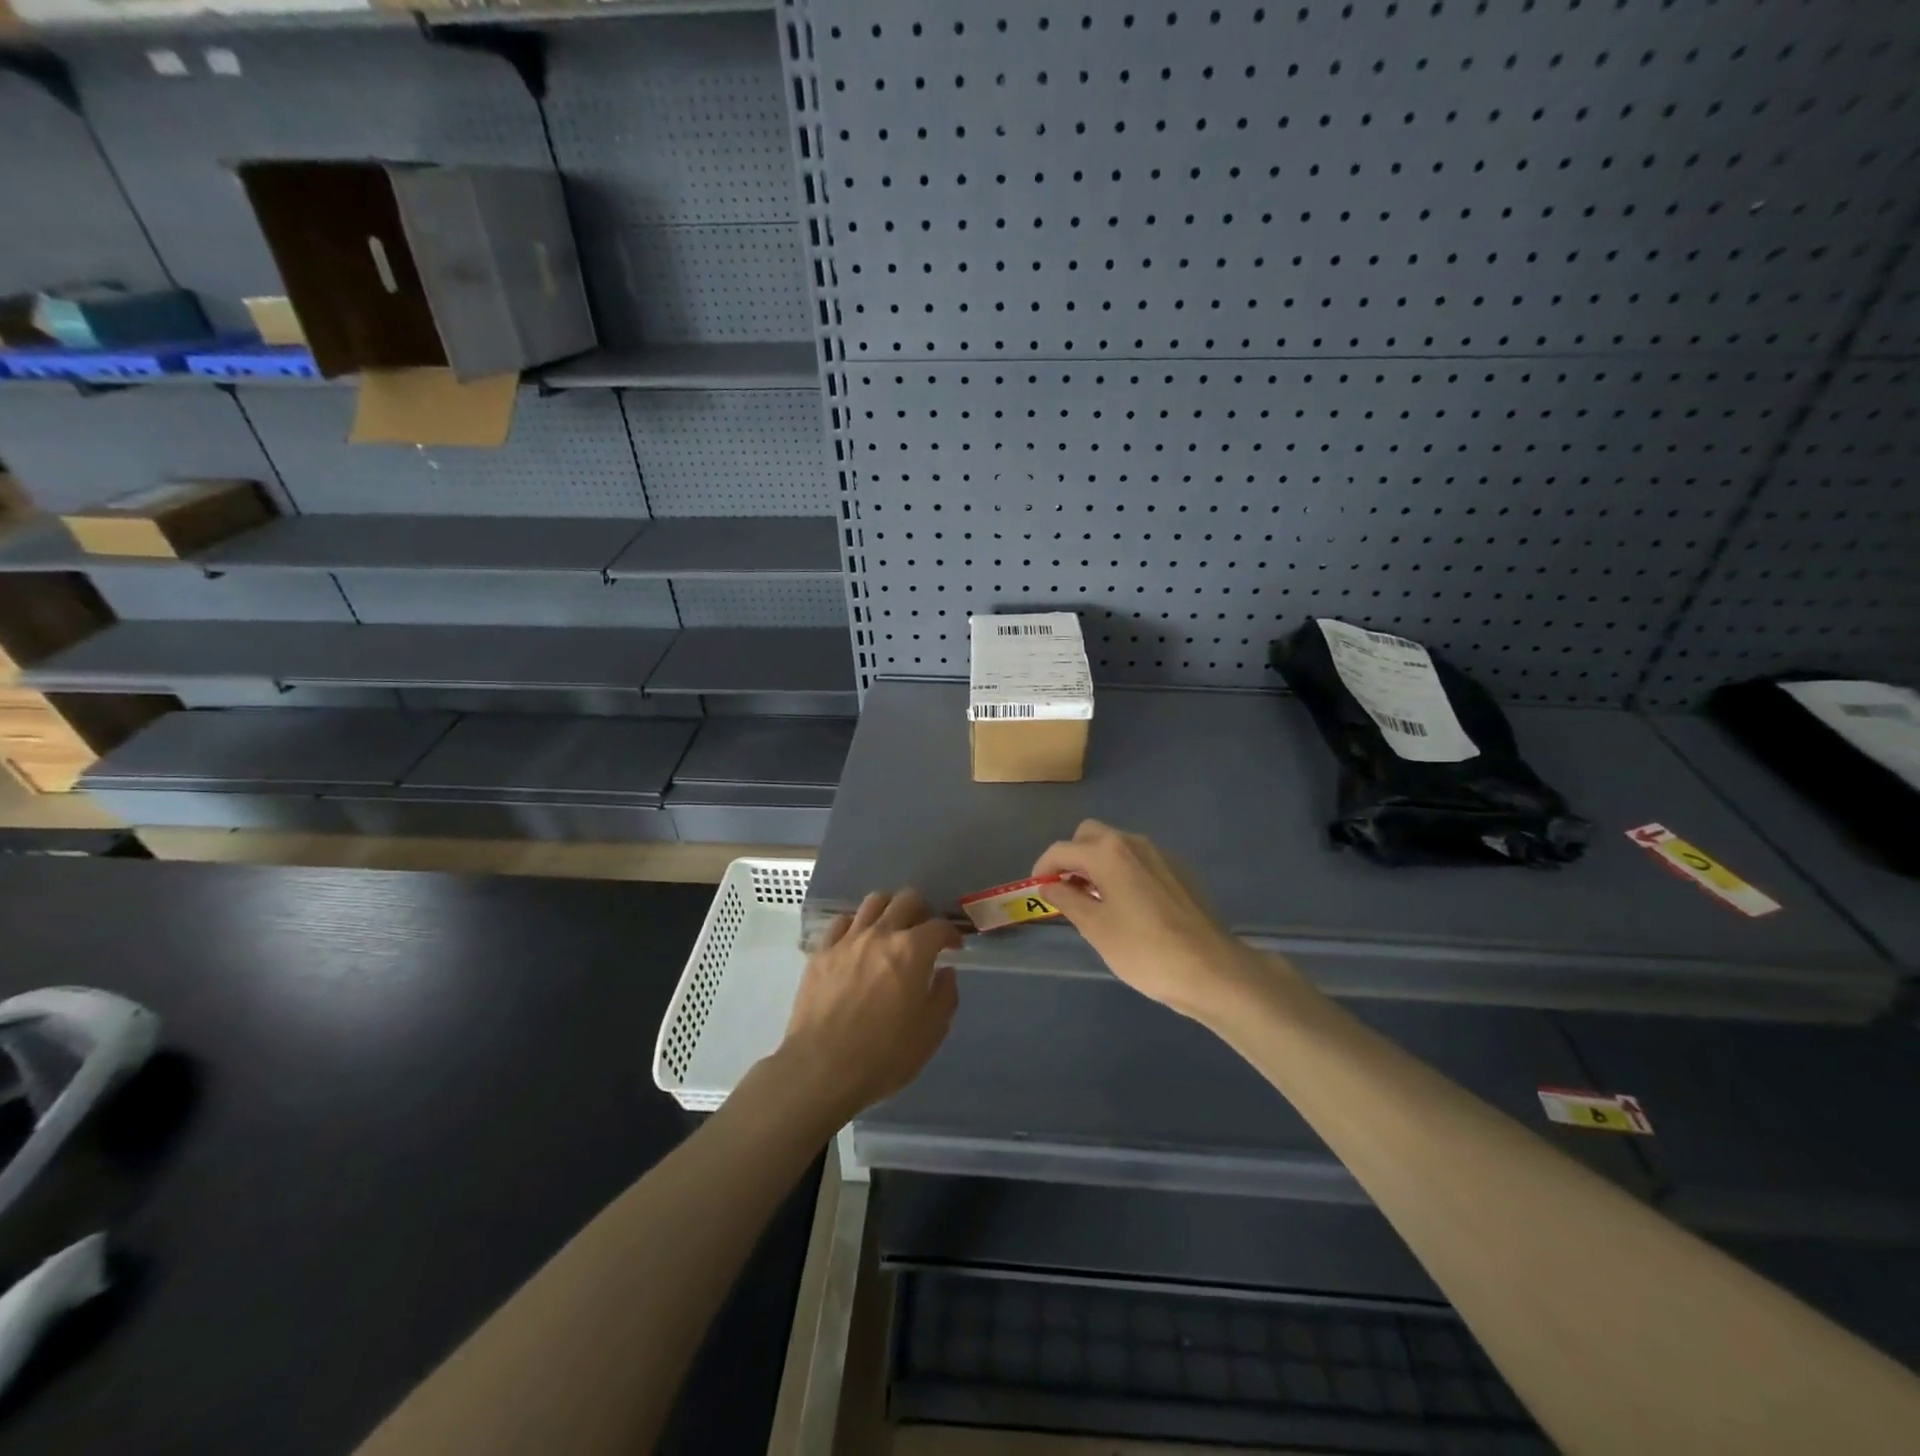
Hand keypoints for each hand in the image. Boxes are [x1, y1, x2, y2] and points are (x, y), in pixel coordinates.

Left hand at [775, 889, 960, 1121]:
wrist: (821, 1069)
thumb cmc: (884, 1055)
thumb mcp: (930, 1033)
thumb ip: (944, 996)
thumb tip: (945, 972)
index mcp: (912, 951)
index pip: (939, 926)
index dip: (951, 934)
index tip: (954, 947)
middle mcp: (881, 934)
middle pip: (906, 899)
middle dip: (922, 911)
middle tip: (923, 932)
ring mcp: (847, 940)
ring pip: (873, 901)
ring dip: (889, 909)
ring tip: (891, 929)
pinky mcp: (821, 951)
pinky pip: (842, 922)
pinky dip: (856, 925)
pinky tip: (858, 943)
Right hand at [1033, 820, 1267, 1021]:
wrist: (1210, 969)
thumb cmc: (1143, 950)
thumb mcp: (1095, 928)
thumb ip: (1067, 900)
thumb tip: (1049, 885)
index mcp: (1108, 852)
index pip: (1062, 849)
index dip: (1043, 867)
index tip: (1037, 889)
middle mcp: (1134, 843)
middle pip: (1090, 835)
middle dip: (1072, 856)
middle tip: (1067, 890)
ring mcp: (1161, 854)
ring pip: (1117, 845)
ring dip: (1098, 863)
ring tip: (1095, 900)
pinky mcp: (1180, 871)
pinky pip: (1140, 860)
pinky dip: (1124, 871)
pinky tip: (1129, 905)